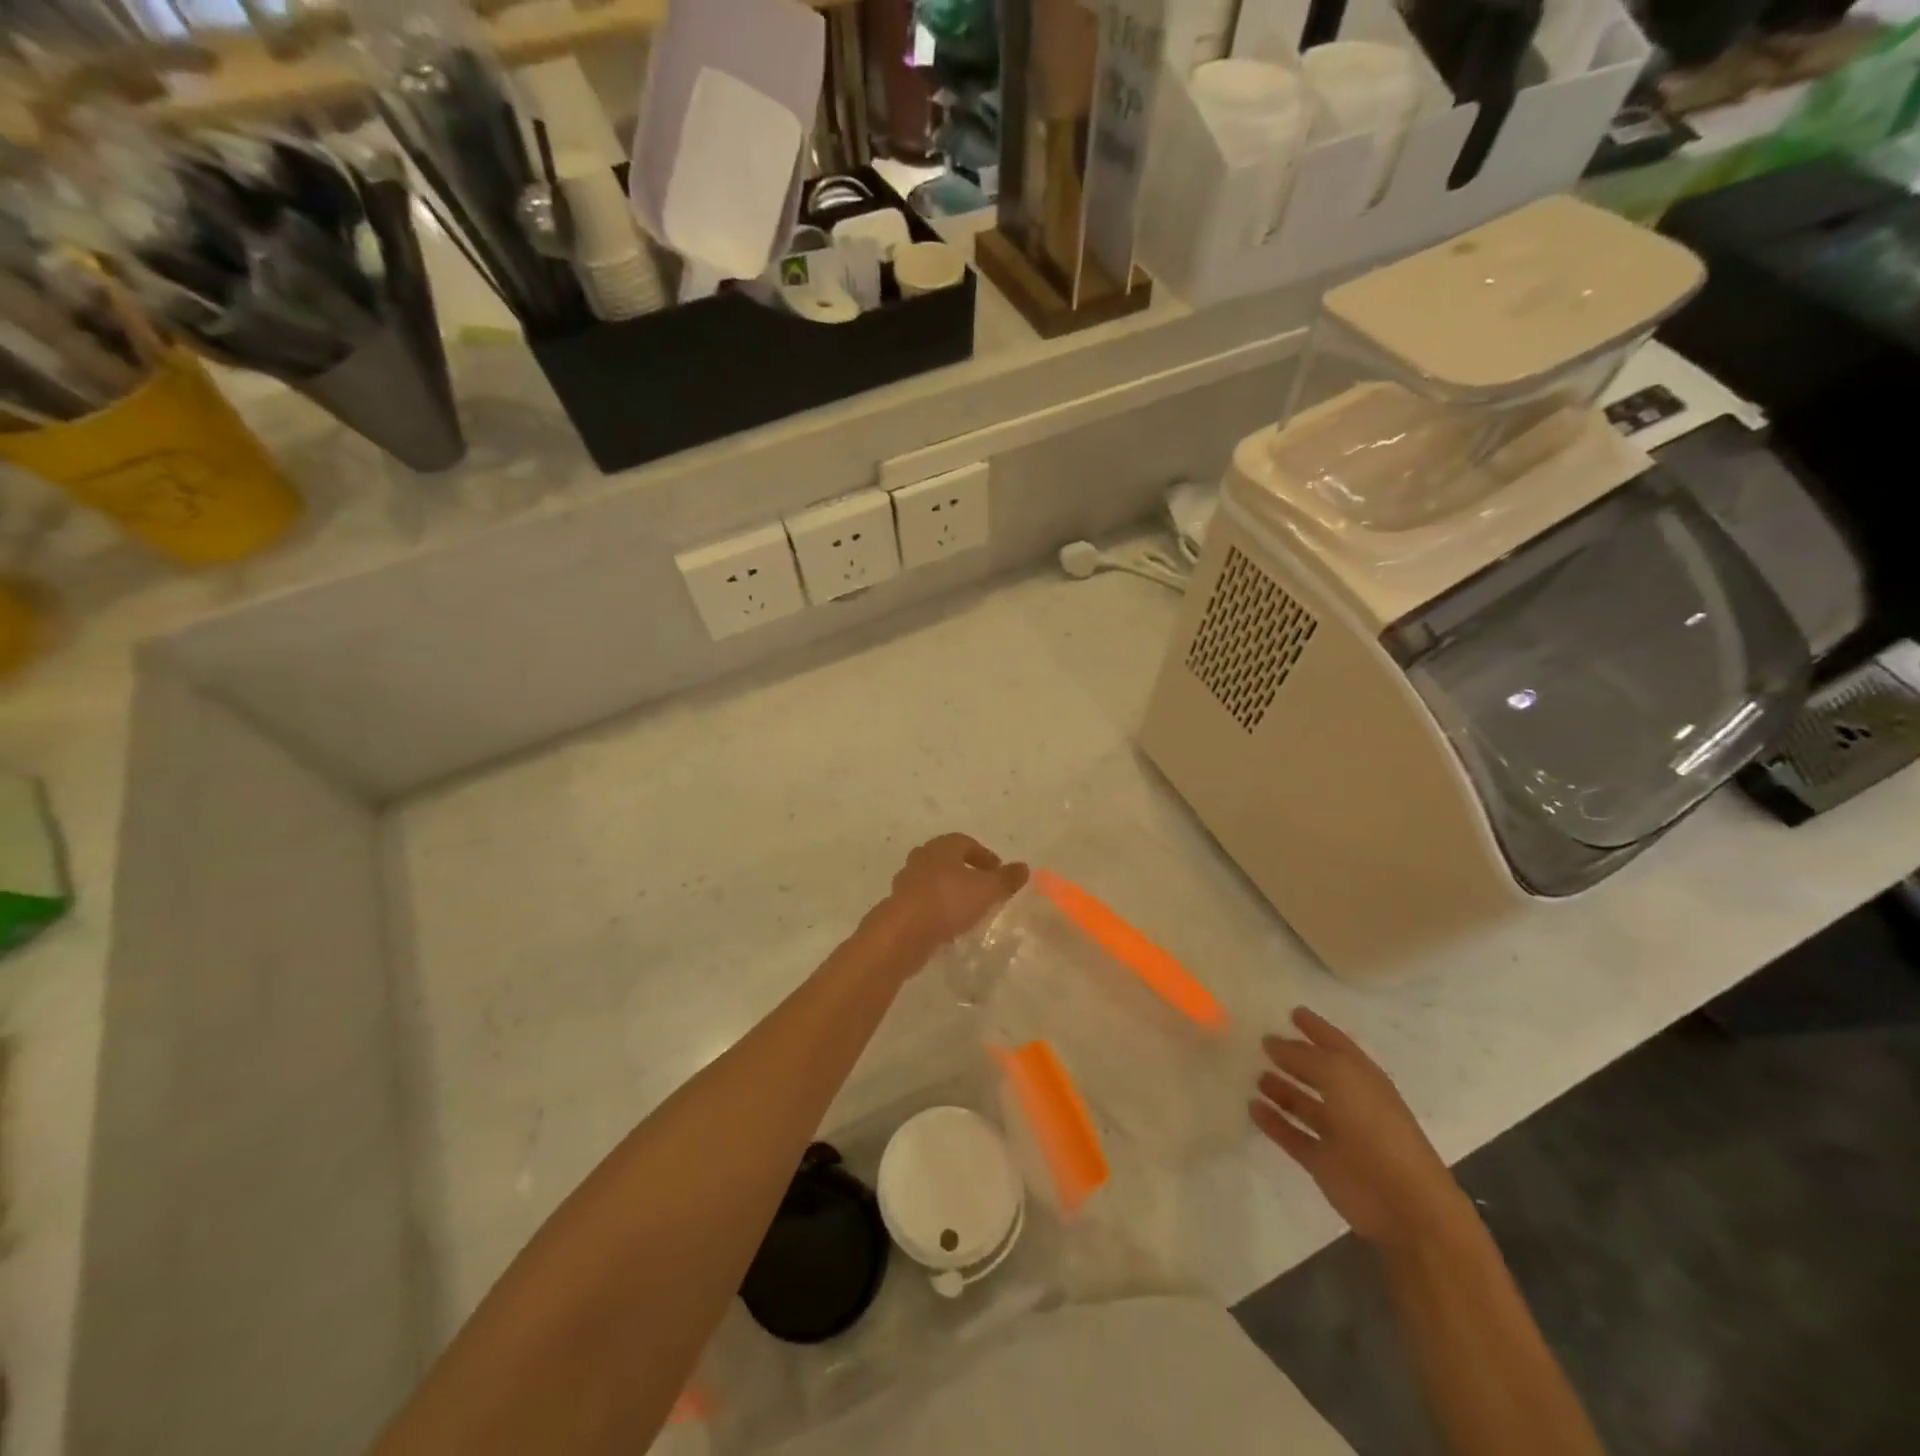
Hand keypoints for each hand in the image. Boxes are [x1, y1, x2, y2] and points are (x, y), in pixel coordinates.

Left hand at [866, 833, 1028, 964]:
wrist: (903, 932)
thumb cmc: (948, 901)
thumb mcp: (987, 890)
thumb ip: (1006, 879)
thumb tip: (1024, 867)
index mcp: (942, 847)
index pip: (966, 843)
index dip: (985, 856)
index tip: (998, 874)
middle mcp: (922, 858)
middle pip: (948, 860)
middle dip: (966, 872)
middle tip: (983, 889)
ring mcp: (906, 882)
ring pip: (934, 881)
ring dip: (950, 892)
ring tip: (968, 910)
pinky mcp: (899, 906)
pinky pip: (924, 902)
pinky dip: (937, 909)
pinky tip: (948, 926)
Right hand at [1250, 1007, 1466, 1247]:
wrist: (1402, 1202)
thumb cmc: (1375, 1127)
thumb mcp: (1340, 1077)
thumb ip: (1305, 1056)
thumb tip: (1274, 1042)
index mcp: (1362, 1077)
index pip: (1335, 1044)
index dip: (1315, 1027)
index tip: (1292, 1011)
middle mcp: (1349, 1101)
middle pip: (1317, 1073)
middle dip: (1293, 1057)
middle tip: (1262, 1042)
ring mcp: (1336, 1133)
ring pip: (1302, 1104)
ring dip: (1281, 1089)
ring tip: (1253, 1075)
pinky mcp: (1322, 1161)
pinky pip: (1292, 1134)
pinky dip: (1273, 1122)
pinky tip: (1252, 1107)